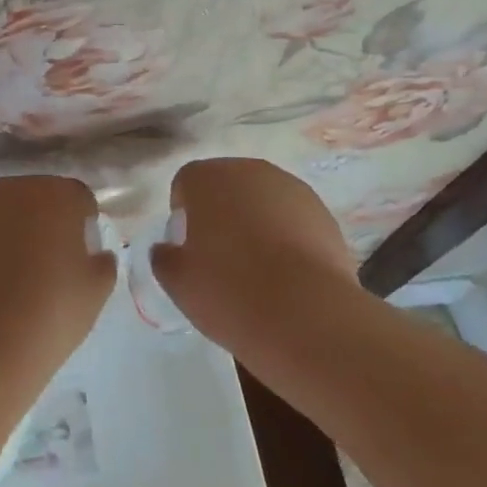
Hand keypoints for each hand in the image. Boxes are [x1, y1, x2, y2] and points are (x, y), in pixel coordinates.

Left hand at [0, 175, 113, 379]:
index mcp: (57, 195)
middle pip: (43, 196)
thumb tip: (95, 254)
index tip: (83, 254)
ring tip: (21, 272)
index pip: (80, 198)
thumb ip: (104, 263)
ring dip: (19, 229)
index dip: (85, 224)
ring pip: (10, 210)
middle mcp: (17, 189)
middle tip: (54, 262)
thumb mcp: (95, 292)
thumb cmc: (48, 315)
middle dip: (51, 220)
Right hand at [153, 158, 359, 352]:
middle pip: (226, 186)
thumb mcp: (178, 283)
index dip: (183, 215)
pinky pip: (292, 218)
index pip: (186, 183)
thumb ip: (163, 258)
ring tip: (258, 269)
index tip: (189, 249)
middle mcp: (249, 170)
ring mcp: (291, 188)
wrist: (308, 316)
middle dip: (221, 213)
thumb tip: (166, 249)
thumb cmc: (230, 292)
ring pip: (262, 200)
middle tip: (220, 257)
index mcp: (208, 178)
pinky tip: (288, 274)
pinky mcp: (323, 212)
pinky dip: (286, 236)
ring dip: (255, 222)